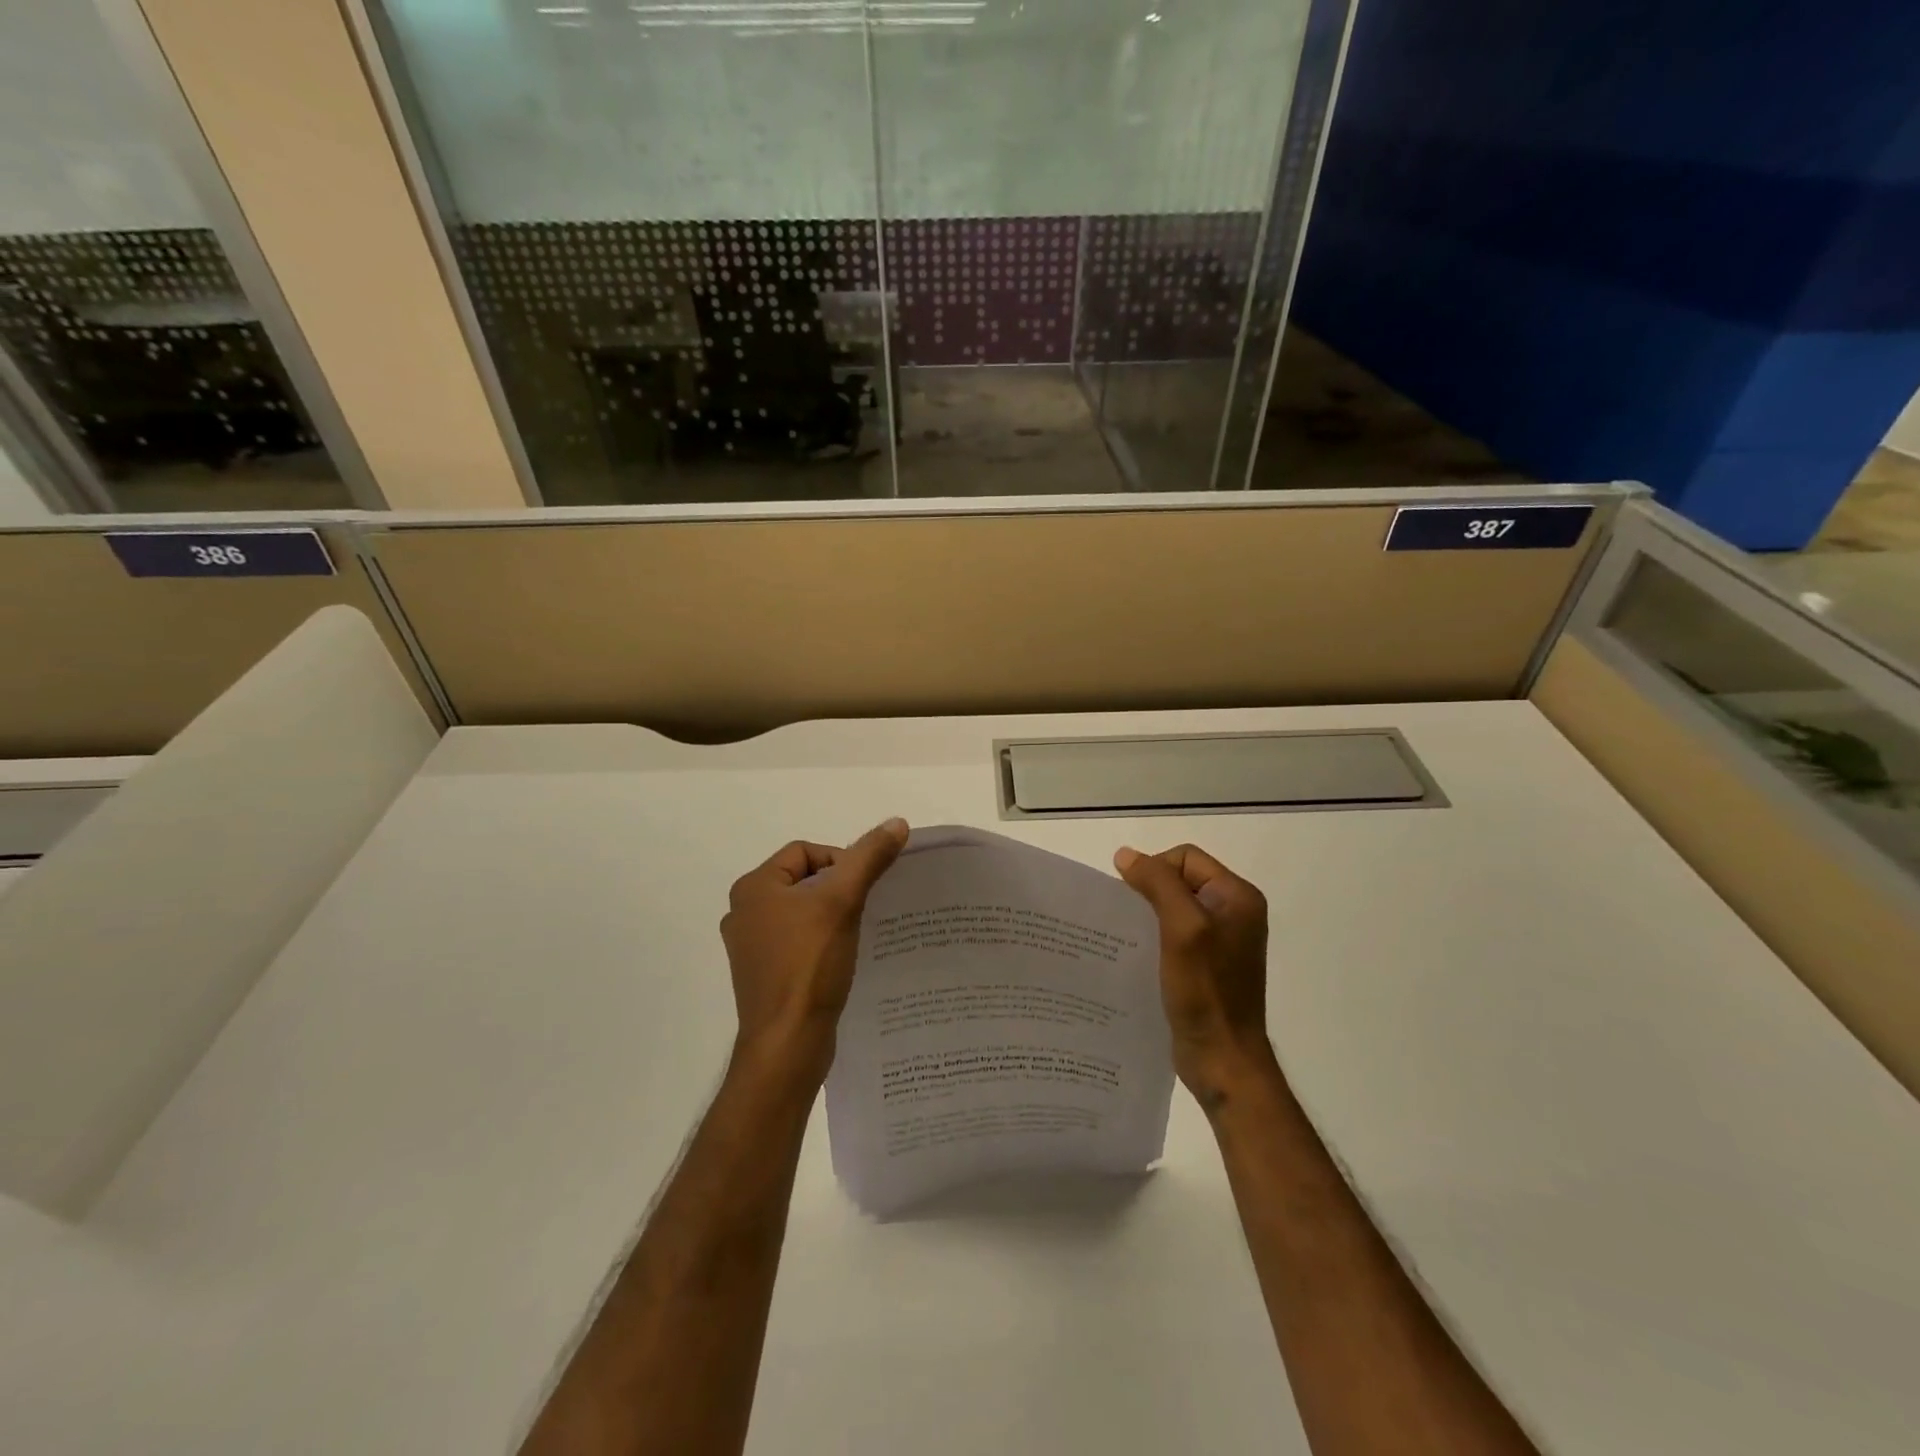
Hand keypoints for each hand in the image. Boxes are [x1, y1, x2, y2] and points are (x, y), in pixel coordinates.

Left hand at [721, 818, 908, 1089]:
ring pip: (803, 914)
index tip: (863, 888)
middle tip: (865, 910)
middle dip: (839, 891)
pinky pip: (799, 943)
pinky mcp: (765, 976)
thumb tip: (897, 823)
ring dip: (833, 917)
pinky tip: (845, 959)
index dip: (841, 862)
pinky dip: (823, 944)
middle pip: (805, 881)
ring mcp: (752, 948)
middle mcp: (745, 913)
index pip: (805, 852)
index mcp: (753, 888)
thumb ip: (869, 858)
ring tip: (859, 933)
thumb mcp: (843, 901)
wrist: (787, 1045)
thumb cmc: (809, 965)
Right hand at [1114, 842, 1276, 1107]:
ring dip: (1148, 915)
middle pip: (1179, 880)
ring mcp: (1221, 941)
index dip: (1155, 869)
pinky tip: (1136, 954)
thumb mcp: (1182, 928)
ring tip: (1126, 935)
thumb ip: (1158, 884)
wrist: (1222, 1059)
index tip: (1133, 899)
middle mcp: (1233, 913)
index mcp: (1237, 897)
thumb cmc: (1206, 991)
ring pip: (1173, 908)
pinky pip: (1174, 935)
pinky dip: (1153, 937)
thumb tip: (1125, 855)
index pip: (1186, 858)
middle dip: (1149, 892)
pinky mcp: (1206, 966)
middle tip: (1126, 917)